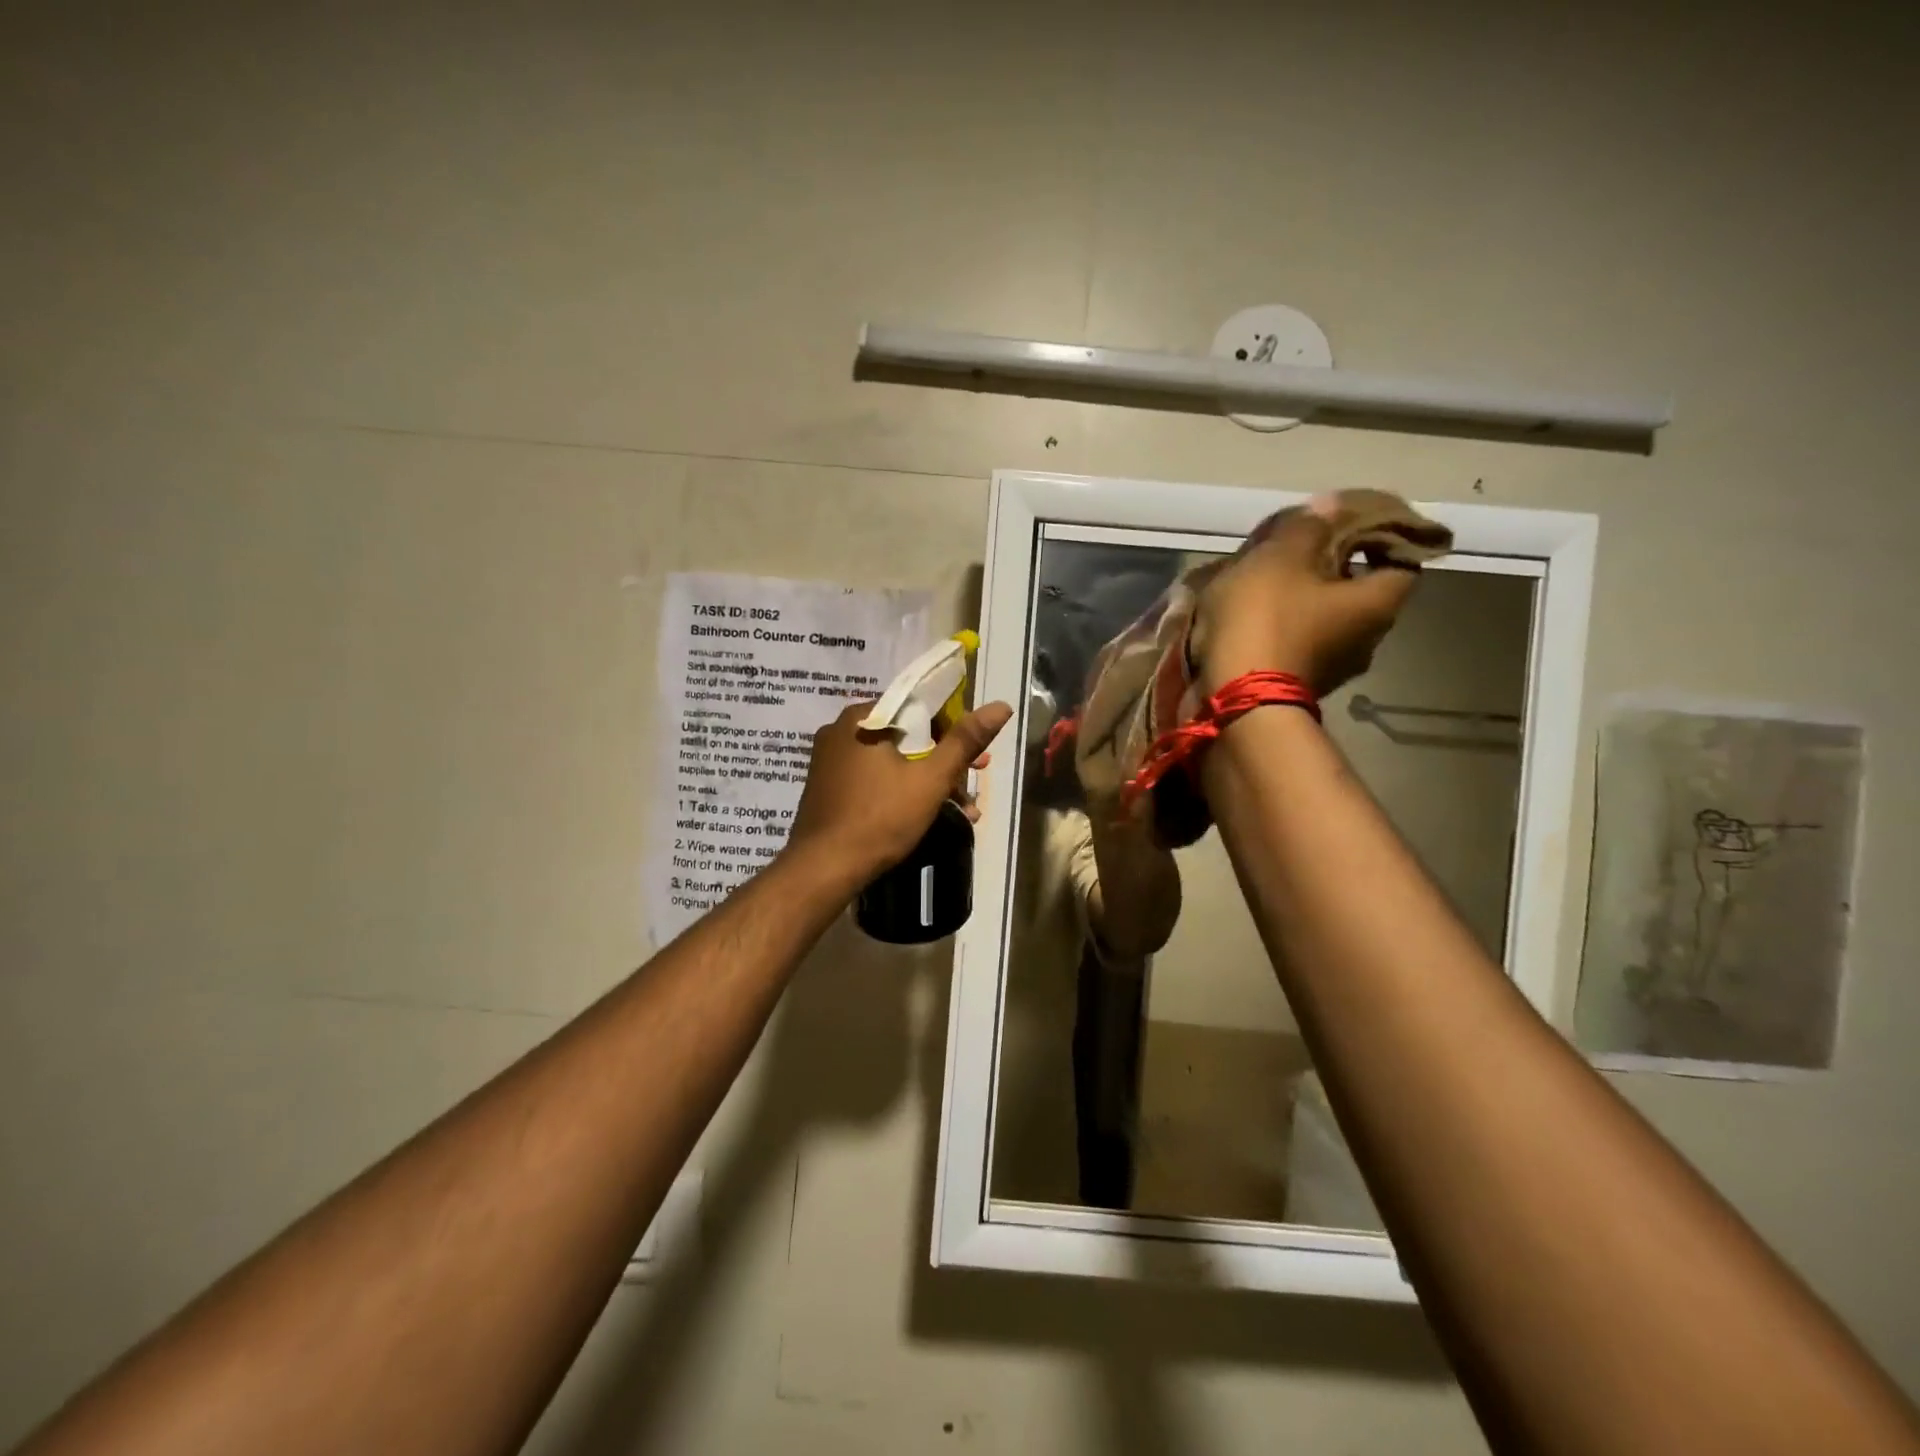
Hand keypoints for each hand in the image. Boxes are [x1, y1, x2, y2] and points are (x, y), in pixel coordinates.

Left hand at [784, 698, 1012, 888]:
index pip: (919, 709)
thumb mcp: (930, 779)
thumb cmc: (880, 817)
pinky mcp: (828, 788)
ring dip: (927, 782)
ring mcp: (830, 761)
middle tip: (973, 785)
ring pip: (892, 761)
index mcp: (862, 718)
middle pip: (907, 737)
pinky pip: (873, 778)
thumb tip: (1000, 705)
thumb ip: (964, 741)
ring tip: (961, 811)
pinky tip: (925, 816)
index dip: (954, 731)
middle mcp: (841, 731)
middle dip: (944, 763)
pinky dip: (900, 791)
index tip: (978, 758)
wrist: (823, 869)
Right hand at [1194, 499, 1420, 697]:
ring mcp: (1333, 671)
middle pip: (1359, 592)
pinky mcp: (1298, 689)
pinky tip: (1251, 619)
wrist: (1233, 702)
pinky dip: (1283, 630)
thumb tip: (1331, 506)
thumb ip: (1307, 526)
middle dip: (1333, 570)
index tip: (1349, 525)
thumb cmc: (1266, 620)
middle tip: (1298, 551)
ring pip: (1326, 621)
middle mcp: (1368, 640)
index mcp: (1378, 603)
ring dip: (1304, 603)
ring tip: (1266, 584)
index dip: (1380, 537)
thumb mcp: (1281, 557)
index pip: (1403, 559)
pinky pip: (1298, 646)